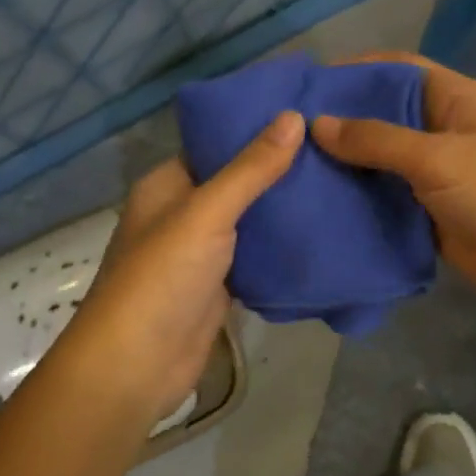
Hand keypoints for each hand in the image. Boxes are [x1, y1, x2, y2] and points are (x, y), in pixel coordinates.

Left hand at [53, 111, 304, 426]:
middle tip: (333, 147)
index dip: (254, 128)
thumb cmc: (162, 277)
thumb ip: (250, 169)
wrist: (138, 364)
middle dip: (277, 169)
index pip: (214, 143)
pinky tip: (322, 232)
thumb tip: (292, 116)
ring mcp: (200, 253)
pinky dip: (280, 248)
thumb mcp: (206, 212)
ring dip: (283, 209)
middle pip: (235, 182)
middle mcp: (182, 214)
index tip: (304, 111)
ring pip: (248, 222)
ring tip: (337, 181)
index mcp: (167, 185)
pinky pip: (254, 258)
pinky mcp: (218, 288)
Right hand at [310, 52, 475, 313]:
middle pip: (382, 117)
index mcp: (452, 100)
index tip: (305, 85)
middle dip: (339, 123)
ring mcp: (437, 175)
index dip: (353, 71)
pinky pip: (388, 200)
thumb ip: (378, 140)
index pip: (395, 70)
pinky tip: (320, 207)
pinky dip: (359, 202)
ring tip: (291, 170)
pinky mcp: (431, 214)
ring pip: (381, 162)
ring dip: (344, 167)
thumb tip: (318, 123)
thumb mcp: (440, 159)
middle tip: (284, 134)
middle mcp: (442, 131)